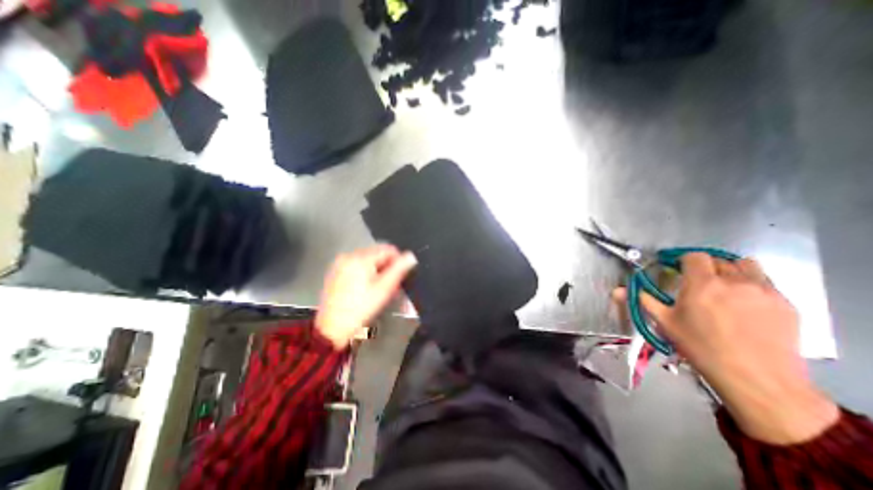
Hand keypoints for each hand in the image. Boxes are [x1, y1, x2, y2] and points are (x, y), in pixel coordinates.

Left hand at [318, 248, 419, 349]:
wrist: (333, 328)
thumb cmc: (361, 308)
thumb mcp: (384, 289)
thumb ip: (399, 269)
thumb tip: (410, 256)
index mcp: (361, 258)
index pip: (388, 249)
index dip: (398, 261)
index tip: (399, 277)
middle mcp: (348, 255)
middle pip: (377, 252)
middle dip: (387, 266)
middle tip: (389, 285)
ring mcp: (340, 263)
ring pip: (368, 259)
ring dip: (377, 269)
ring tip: (378, 288)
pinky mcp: (336, 271)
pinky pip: (357, 265)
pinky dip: (365, 272)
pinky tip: (365, 288)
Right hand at [620, 255, 838, 445]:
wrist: (757, 379)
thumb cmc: (701, 347)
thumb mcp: (665, 323)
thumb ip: (643, 300)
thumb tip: (617, 290)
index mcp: (702, 284)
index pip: (693, 256)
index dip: (682, 260)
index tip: (676, 269)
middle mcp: (734, 281)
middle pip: (717, 259)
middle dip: (704, 267)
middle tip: (697, 283)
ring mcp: (764, 291)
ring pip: (745, 266)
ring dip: (730, 271)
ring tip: (723, 288)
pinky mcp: (787, 303)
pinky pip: (765, 282)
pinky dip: (751, 284)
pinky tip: (745, 305)